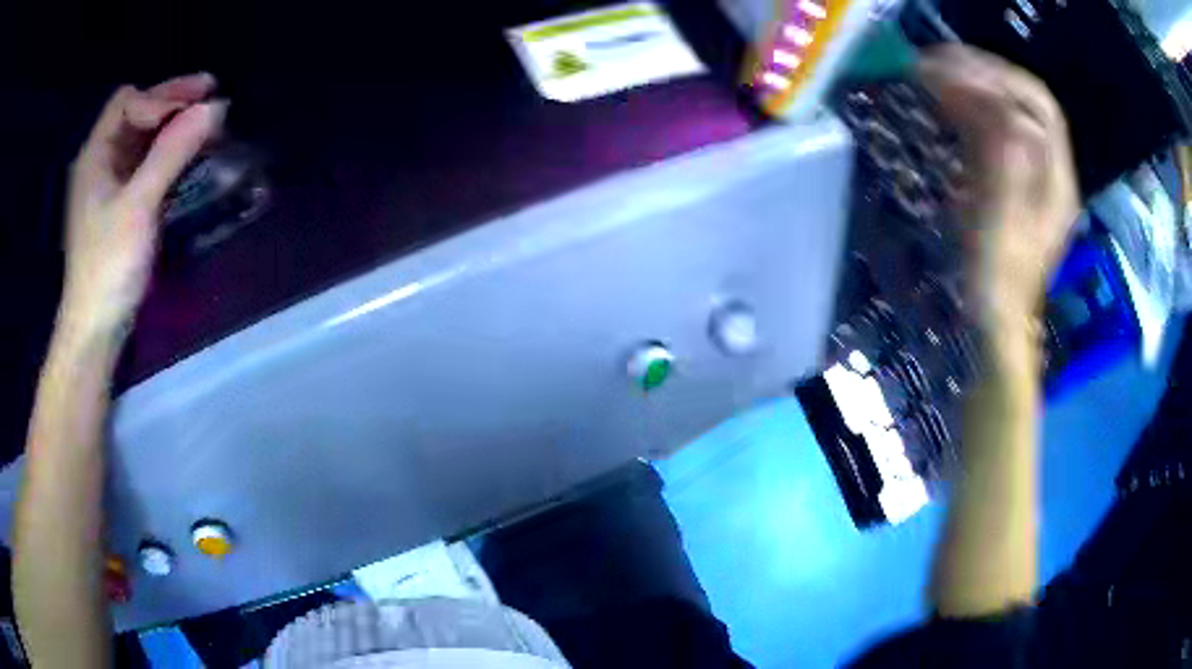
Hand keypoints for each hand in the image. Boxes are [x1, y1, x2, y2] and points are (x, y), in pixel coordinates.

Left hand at [59, 74, 225, 342]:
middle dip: (172, 101)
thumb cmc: (108, 267)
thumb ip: (172, 153)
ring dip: (173, 125)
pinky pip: (144, 164)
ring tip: (206, 123)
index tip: (193, 108)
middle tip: (211, 94)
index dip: (160, 97)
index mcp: (95, 155)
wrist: (94, 330)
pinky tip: (187, 156)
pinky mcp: (119, 206)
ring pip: (142, 138)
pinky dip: (168, 152)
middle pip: (136, 113)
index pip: (128, 102)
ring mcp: (109, 185)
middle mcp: (100, 162)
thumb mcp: (138, 206)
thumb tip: (215, 107)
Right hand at [919, 46, 1079, 330]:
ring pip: (1010, 110)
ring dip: (974, 86)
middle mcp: (1051, 170)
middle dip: (985, 73)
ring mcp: (1034, 174)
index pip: (1039, 106)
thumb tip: (1005, 115)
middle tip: (938, 62)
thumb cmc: (999, 280)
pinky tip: (947, 104)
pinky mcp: (1014, 179)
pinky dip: (971, 108)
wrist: (997, 319)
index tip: (955, 66)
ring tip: (934, 75)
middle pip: (1026, 101)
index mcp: (1057, 181)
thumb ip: (1011, 168)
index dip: (1000, 77)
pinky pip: (997, 130)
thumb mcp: (1005, 226)